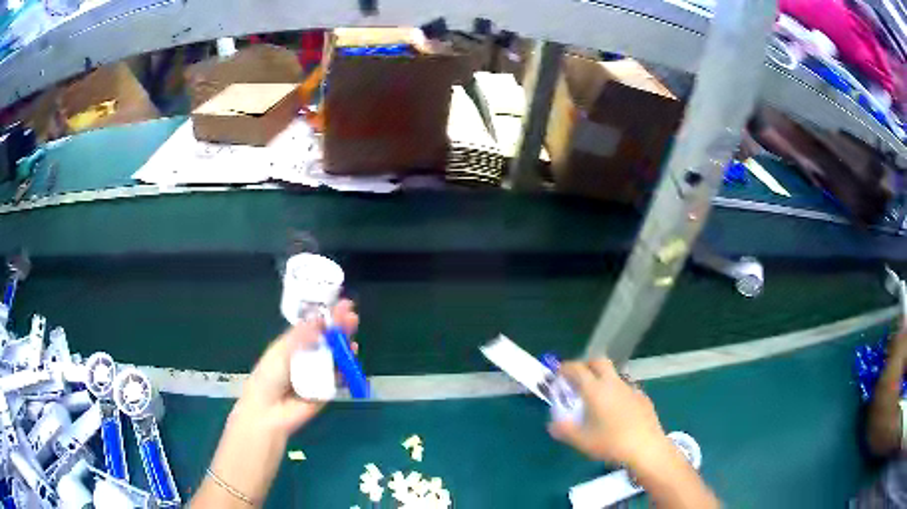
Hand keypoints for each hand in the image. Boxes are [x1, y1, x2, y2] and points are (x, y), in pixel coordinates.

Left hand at [234, 299, 358, 436]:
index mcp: (295, 345)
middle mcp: (309, 357)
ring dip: (345, 344)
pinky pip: (339, 376)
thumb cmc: (268, 377)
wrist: (269, 411)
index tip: (341, 305)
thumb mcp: (281, 351)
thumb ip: (301, 336)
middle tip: (351, 315)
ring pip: (336, 356)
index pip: (315, 327)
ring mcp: (319, 373)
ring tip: (352, 333)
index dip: (328, 316)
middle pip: (328, 339)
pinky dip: (347, 367)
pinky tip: (351, 355)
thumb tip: (319, 319)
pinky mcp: (327, 389)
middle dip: (340, 327)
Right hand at [548, 359, 667, 466]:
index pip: (578, 369)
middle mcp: (613, 383)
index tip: (559, 373)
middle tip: (578, 378)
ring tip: (597, 397)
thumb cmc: (611, 443)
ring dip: (603, 379)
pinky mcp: (643, 397)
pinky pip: (626, 388)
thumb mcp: (582, 441)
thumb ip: (565, 430)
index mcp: (595, 390)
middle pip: (599, 362)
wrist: (646, 447)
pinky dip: (617, 392)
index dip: (566, 368)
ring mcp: (630, 389)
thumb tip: (553, 424)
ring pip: (614, 375)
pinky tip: (617, 410)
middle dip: (586, 365)